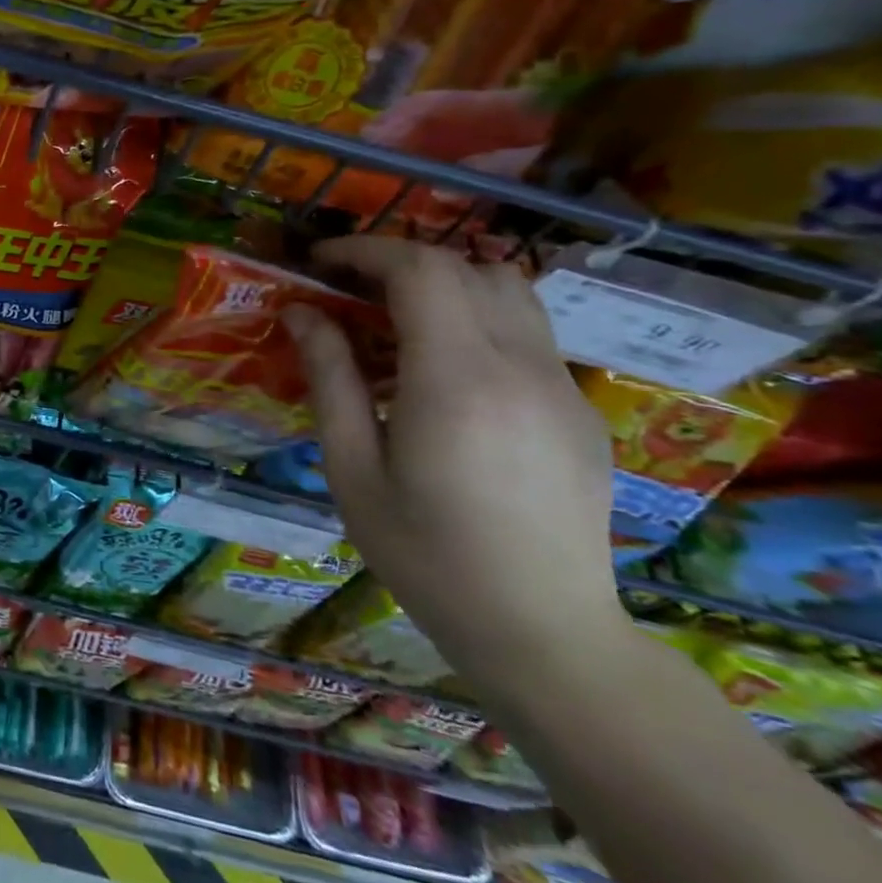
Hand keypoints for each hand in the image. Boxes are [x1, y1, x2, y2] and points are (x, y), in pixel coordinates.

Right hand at [283, 236, 625, 690]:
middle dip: (398, 260)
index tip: (319, 263)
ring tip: (394, 314)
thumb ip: (330, 378)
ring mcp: (561, 385)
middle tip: (347, 287)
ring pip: (509, 289)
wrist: (543, 631)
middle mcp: (519, 367)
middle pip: (465, 267)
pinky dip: (477, 316)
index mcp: (456, 381)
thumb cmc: (425, 555)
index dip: (364, 251)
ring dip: (445, 281)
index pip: (419, 271)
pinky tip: (442, 366)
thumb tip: (302, 313)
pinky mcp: (579, 407)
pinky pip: (528, 331)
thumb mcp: (352, 468)